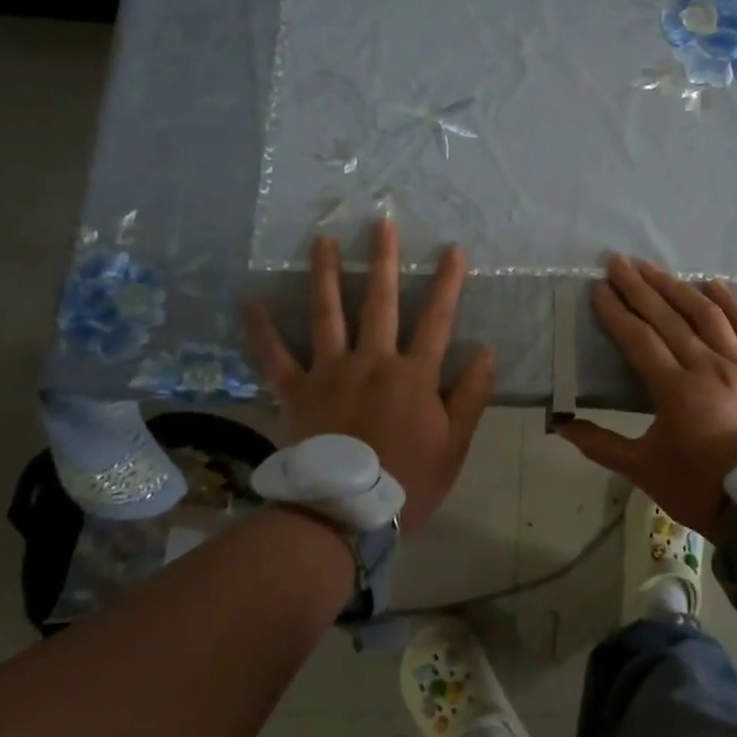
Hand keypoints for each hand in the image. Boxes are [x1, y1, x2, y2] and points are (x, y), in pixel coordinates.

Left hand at [245, 220, 493, 534]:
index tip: (453, 249)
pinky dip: (262, 328)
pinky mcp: (296, 391)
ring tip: (323, 240)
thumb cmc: (409, 481)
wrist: (347, 514)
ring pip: (327, 314)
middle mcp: (372, 361)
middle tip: (381, 222)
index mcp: (413, 375)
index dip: (447, 283)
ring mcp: (330, 372)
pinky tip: (250, 299)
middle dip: (383, 260)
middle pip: (379, 302)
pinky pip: (275, 355)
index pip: (436, 319)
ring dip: (327, 274)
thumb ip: (470, 395)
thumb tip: (486, 351)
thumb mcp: (455, 444)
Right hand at [557, 256, 736, 540]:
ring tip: (652, 267)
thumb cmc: (696, 486)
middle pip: (669, 317)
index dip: (617, 312)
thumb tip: (561, 424)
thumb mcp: (642, 469)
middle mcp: (708, 367)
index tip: (599, 288)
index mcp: (676, 390)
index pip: (639, 339)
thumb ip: (600, 444)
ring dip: (676, 287)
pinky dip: (730, 303)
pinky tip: (712, 283)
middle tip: (618, 262)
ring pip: (706, 315)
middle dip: (640, 288)